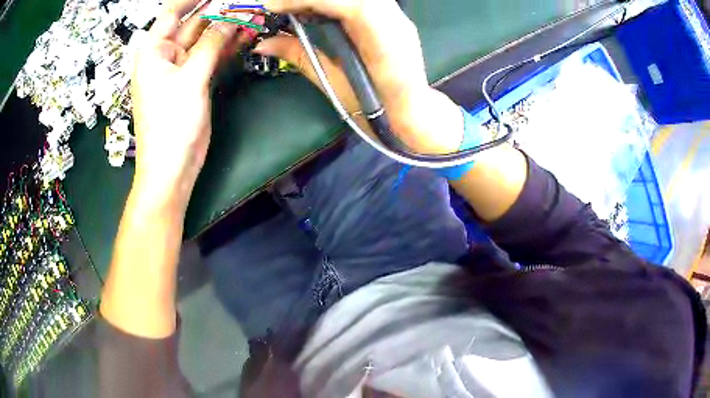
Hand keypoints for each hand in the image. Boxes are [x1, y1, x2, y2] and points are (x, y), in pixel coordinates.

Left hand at [130, 0, 257, 208]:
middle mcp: (166, 56)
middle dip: (218, 12)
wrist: (172, 167)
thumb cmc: (170, 125)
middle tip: (244, 4)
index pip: (172, 13)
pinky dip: (227, 47)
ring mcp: (182, 69)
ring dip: (227, 29)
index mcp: (153, 52)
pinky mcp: (195, 81)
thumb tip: (231, 18)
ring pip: (206, 40)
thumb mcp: (189, 79)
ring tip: (252, 16)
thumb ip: (210, 44)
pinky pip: (212, 57)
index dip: (193, 0)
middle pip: (193, 24)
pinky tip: (245, 36)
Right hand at [258, 0, 464, 154]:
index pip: (350, 5)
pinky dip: (332, 2)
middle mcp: (394, 20)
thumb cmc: (375, 109)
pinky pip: (359, 2)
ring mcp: (395, 15)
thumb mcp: (333, 84)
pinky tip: (315, 8)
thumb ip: (301, 56)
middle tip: (278, 5)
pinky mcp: (391, 16)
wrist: (412, 111)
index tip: (274, 5)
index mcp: (383, 41)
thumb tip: (263, 44)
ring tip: (293, 7)